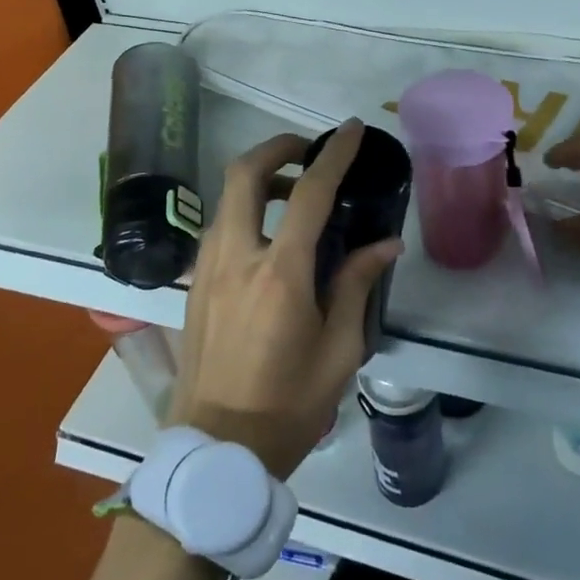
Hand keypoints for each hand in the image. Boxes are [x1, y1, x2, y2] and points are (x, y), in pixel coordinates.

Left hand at [165, 118, 402, 478]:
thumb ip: (358, 285)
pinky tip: (269, 238)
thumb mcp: (339, 349)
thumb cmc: (289, 404)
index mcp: (280, 274)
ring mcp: (207, 270)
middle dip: (277, 148)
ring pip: (226, 199)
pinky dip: (244, 211)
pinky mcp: (194, 286)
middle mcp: (236, 258)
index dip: (334, 154)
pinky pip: (219, 228)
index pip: (309, 193)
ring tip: (295, 196)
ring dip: (259, 180)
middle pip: (243, 175)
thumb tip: (385, 243)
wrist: (219, 450)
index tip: (353, 130)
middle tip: (308, 151)